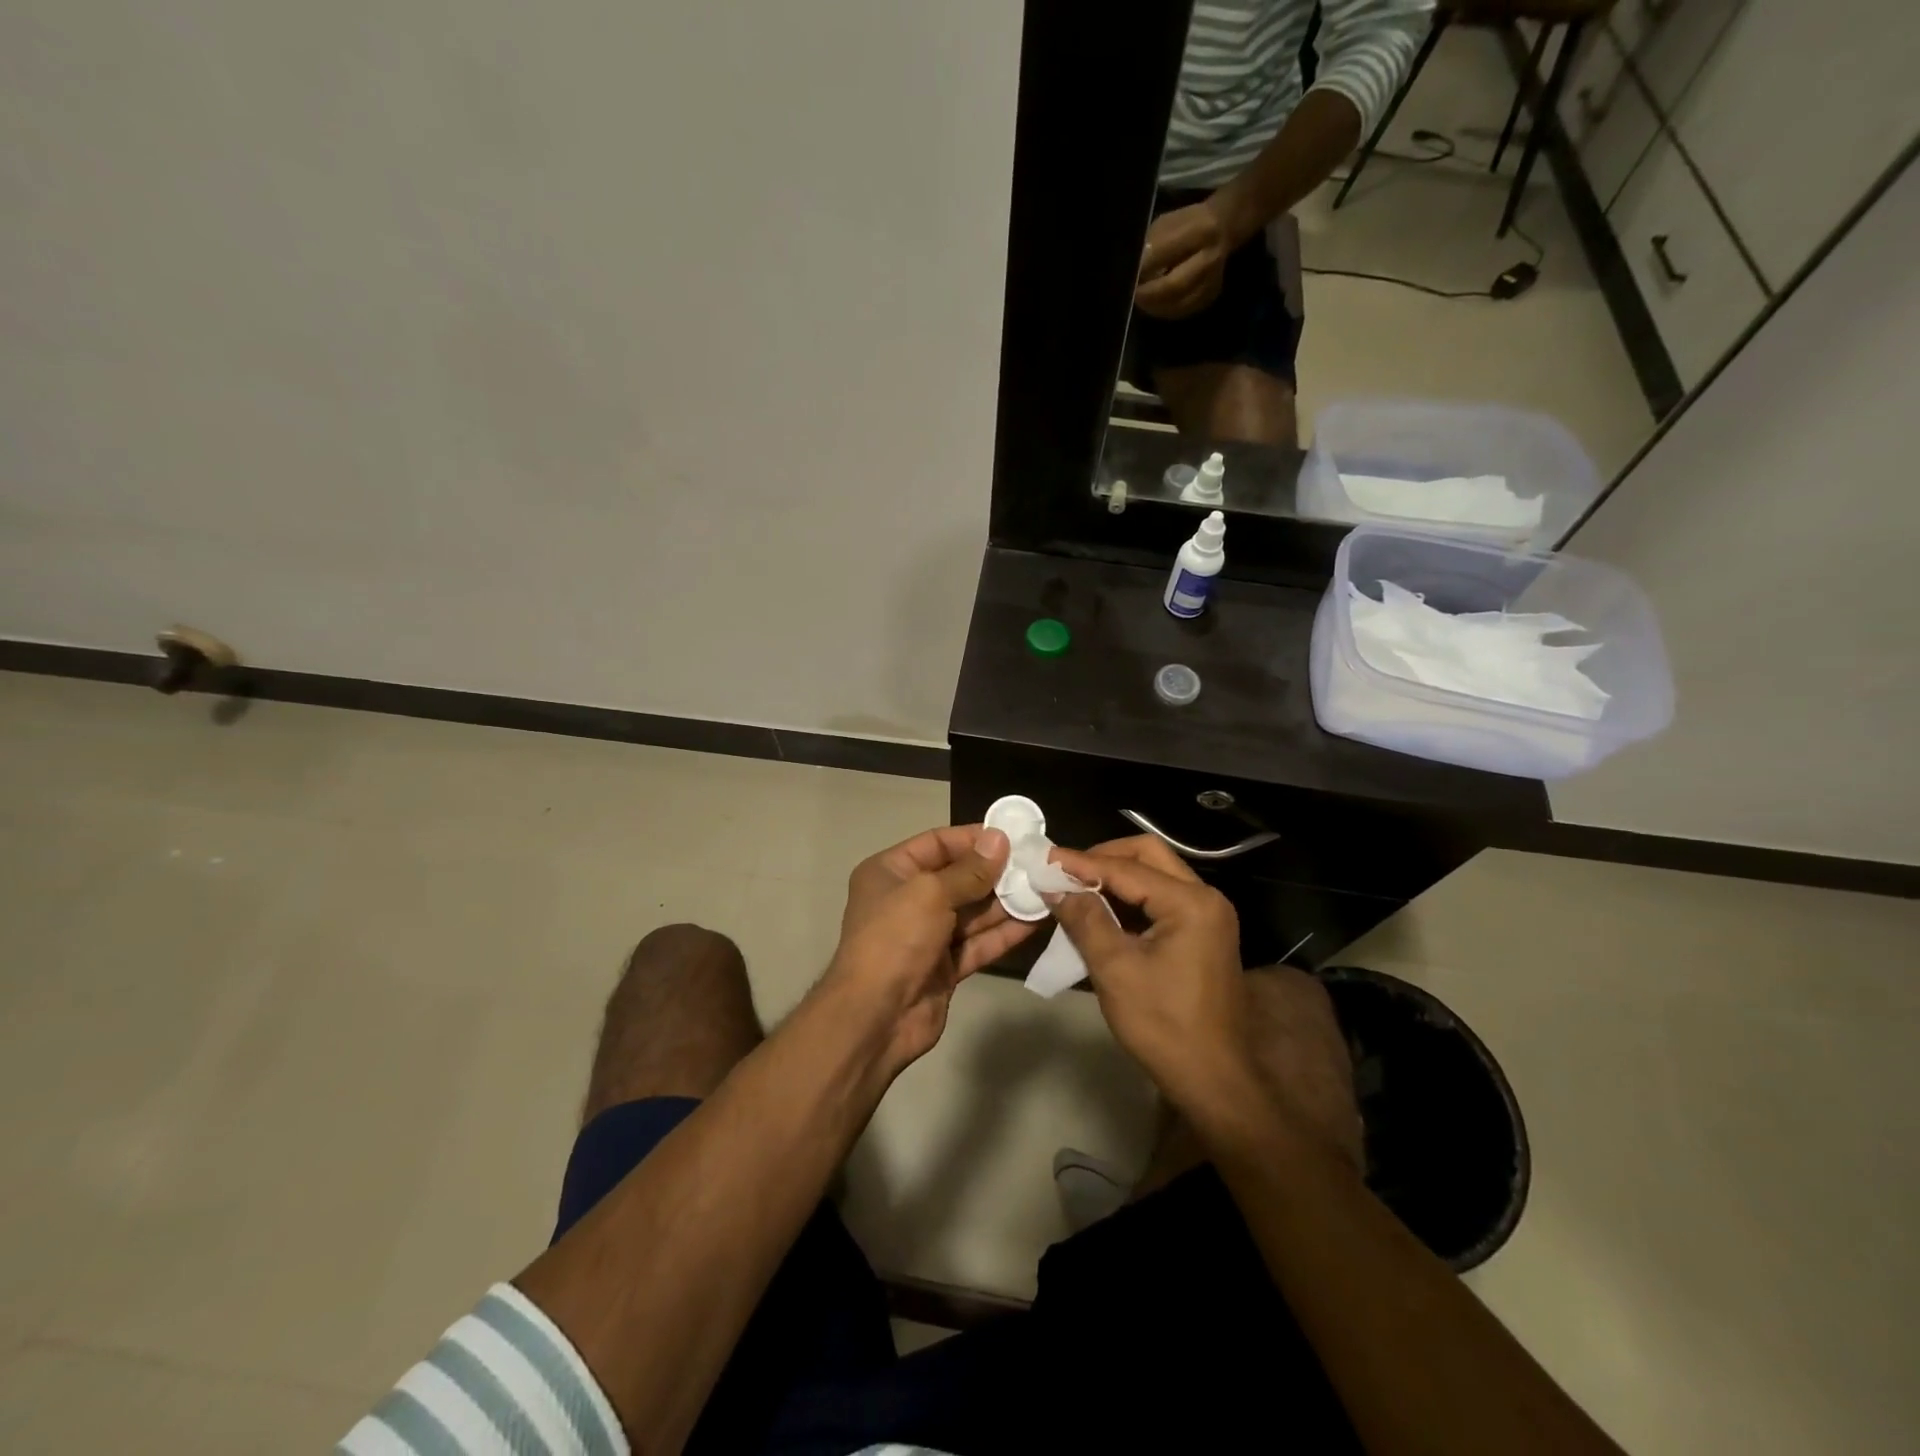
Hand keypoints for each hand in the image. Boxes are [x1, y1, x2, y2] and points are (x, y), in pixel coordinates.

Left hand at [822, 825, 1035, 1072]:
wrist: (875, 1018)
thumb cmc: (895, 939)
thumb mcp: (930, 894)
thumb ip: (969, 870)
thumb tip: (999, 839)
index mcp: (891, 873)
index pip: (937, 844)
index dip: (974, 838)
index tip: (1013, 836)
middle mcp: (907, 899)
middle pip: (959, 878)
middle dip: (996, 872)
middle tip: (1038, 864)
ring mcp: (927, 935)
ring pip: (973, 912)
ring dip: (1006, 902)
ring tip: (1046, 889)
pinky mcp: (945, 967)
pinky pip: (978, 942)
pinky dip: (1004, 933)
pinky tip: (1036, 921)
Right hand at [1049, 837, 1359, 1165]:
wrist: (1214, 1081)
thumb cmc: (1164, 1026)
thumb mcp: (1115, 970)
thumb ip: (1085, 919)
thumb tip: (1054, 886)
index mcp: (1190, 903)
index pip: (1127, 868)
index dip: (1082, 863)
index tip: (1045, 859)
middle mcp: (1206, 898)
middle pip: (1148, 856)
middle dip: (1103, 858)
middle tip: (1064, 870)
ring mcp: (1208, 915)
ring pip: (1155, 875)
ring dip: (1115, 877)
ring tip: (1074, 887)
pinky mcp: (1203, 933)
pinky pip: (1161, 899)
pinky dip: (1129, 899)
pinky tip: (1099, 910)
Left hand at [1135, 200, 1233, 319]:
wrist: (1222, 228)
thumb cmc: (1186, 224)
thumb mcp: (1167, 223)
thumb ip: (1152, 245)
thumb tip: (1136, 271)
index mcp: (1200, 230)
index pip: (1167, 253)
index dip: (1145, 267)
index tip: (1130, 274)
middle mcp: (1211, 257)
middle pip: (1175, 285)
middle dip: (1149, 294)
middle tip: (1134, 294)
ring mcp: (1213, 280)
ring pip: (1178, 304)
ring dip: (1155, 305)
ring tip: (1142, 299)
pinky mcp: (1210, 296)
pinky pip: (1183, 311)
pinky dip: (1165, 310)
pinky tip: (1155, 304)